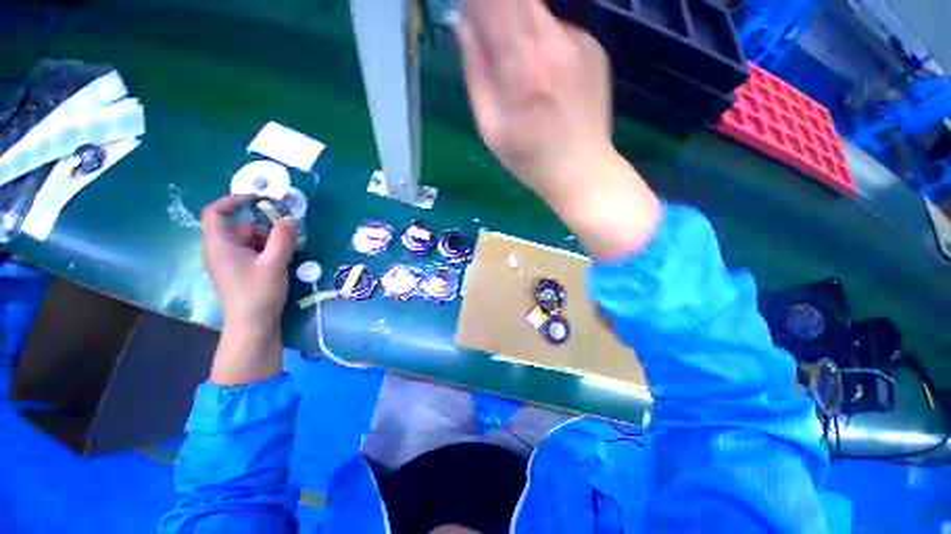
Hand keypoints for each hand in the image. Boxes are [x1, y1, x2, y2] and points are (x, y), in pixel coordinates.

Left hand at [201, 195, 296, 384]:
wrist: (253, 326)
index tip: (260, 200)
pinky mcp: (242, 271)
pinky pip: (255, 251)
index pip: (216, 212)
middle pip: (240, 225)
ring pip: (250, 239)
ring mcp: (231, 261)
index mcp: (219, 245)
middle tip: (288, 230)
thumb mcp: (274, 263)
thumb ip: (282, 238)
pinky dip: (269, 249)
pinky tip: (285, 257)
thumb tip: (289, 218)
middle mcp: (221, 250)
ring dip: (271, 238)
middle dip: (264, 224)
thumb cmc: (258, 293)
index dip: (234, 201)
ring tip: (290, 247)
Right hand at [456, 0, 660, 260]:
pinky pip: (557, 32)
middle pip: (518, 0)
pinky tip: (545, 80)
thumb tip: (462, 24)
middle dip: (496, 9)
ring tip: (520, 72)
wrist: (583, 171)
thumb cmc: (530, 160)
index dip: (478, 1)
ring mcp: (579, 42)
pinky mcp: (594, 47)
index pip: (495, 3)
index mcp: (522, 67)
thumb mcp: (491, 128)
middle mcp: (553, 43)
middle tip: (489, 36)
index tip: (468, 9)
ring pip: (538, 12)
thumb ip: (476, 73)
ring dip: (518, 26)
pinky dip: (543, 43)